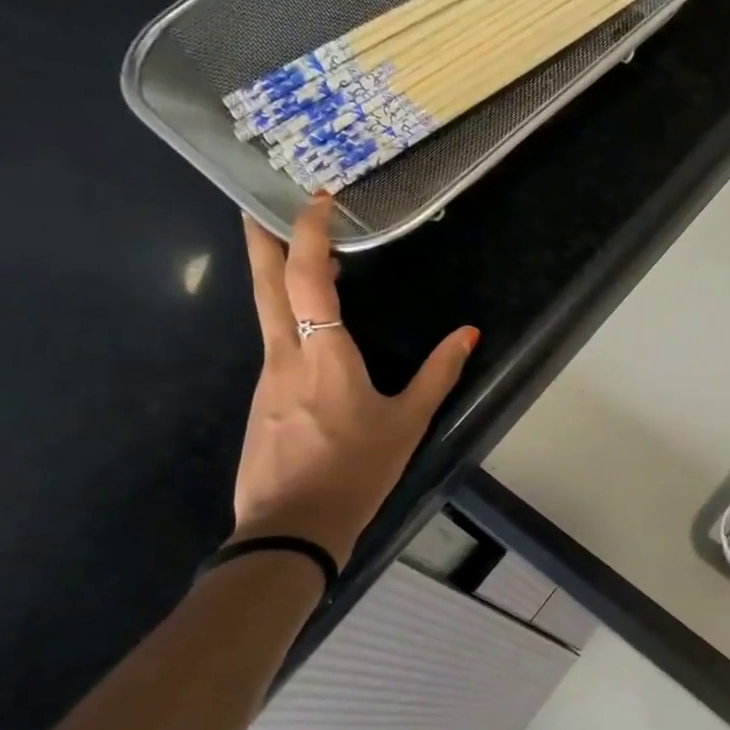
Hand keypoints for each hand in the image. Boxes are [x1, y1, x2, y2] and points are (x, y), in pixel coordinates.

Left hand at [233, 196, 477, 566]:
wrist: (290, 529)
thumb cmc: (356, 470)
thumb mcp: (407, 423)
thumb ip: (439, 373)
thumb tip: (470, 333)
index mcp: (323, 354)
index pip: (309, 278)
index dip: (310, 233)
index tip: (318, 200)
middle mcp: (284, 355)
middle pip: (265, 284)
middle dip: (262, 239)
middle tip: (259, 203)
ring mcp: (265, 378)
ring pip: (267, 314)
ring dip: (280, 279)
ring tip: (307, 263)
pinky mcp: (260, 401)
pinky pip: (274, 344)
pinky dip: (287, 319)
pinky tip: (309, 333)